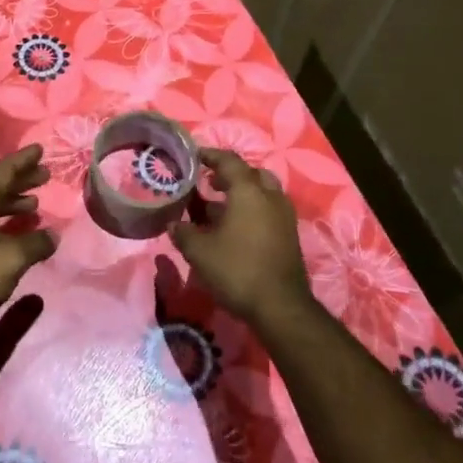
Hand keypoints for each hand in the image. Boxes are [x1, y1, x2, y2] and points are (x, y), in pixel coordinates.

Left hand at [0, 146, 57, 323]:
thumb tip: (53, 234)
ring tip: (35, 209)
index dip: (22, 161)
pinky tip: (14, 238)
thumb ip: (35, 243)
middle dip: (20, 182)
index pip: (1, 172)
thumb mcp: (10, 259)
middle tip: (44, 177)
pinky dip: (1, 225)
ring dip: (11, 206)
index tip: (39, 150)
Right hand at [168, 148, 310, 325]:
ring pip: (263, 192)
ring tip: (218, 207)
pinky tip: (234, 228)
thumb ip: (183, 232)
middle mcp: (270, 197)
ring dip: (242, 193)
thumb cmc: (236, 269)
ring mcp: (283, 216)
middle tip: (209, 183)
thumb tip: (173, 224)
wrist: (280, 306)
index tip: (194, 156)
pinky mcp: (289, 235)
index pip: (229, 161)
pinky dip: (252, 210)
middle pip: (251, 173)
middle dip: (229, 174)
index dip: (210, 155)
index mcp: (248, 191)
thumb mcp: (199, 251)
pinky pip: (268, 210)